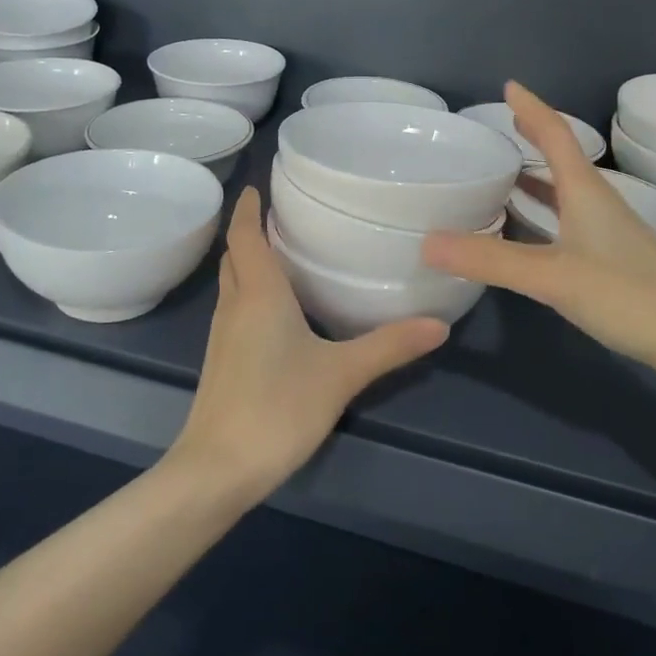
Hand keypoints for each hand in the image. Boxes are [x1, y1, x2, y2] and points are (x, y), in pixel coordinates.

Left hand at [170, 187, 448, 499]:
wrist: (216, 469)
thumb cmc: (277, 407)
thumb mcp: (341, 374)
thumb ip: (389, 346)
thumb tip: (439, 324)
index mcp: (258, 294)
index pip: (244, 236)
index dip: (246, 208)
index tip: (255, 186)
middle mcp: (234, 305)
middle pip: (234, 256)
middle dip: (249, 232)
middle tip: (280, 216)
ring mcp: (222, 336)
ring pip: (232, 284)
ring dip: (248, 263)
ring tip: (281, 253)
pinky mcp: (221, 362)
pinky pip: (233, 309)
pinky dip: (249, 293)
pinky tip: (274, 310)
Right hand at [421, 81, 655, 372]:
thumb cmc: (629, 295)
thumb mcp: (552, 276)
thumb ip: (490, 260)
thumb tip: (426, 243)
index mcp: (585, 191)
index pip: (556, 134)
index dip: (532, 108)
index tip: (509, 86)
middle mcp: (596, 203)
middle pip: (560, 158)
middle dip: (532, 137)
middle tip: (500, 126)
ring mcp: (606, 232)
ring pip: (563, 191)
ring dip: (534, 177)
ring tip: (501, 171)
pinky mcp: (609, 258)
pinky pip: (565, 220)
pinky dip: (540, 213)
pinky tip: (523, 229)